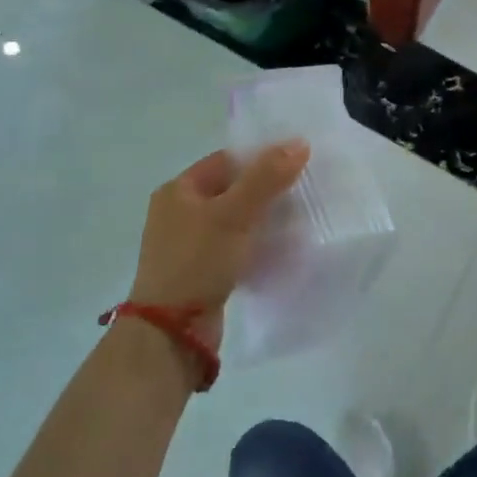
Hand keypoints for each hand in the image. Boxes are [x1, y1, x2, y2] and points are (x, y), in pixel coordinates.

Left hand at [130, 140, 310, 350]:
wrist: (172, 333)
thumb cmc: (197, 262)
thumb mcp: (234, 214)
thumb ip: (266, 178)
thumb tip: (299, 143)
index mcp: (178, 190)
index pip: (226, 160)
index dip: (260, 158)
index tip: (296, 162)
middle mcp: (179, 213)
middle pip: (232, 189)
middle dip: (267, 189)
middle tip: (304, 190)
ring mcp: (190, 244)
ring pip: (236, 219)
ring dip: (264, 218)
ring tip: (300, 217)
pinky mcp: (203, 270)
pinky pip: (235, 246)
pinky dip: (257, 243)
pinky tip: (282, 246)